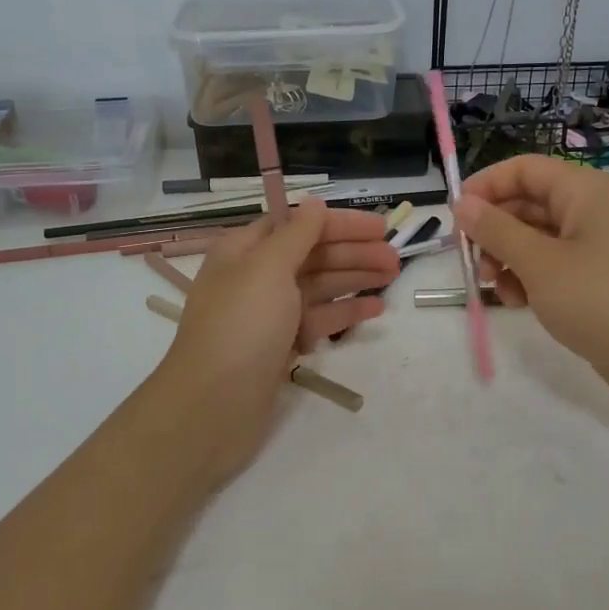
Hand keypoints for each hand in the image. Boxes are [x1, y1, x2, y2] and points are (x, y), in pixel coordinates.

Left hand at [155, 200, 398, 473]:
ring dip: (355, 278)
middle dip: (353, 252)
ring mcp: (269, 315)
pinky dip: (345, 313)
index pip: (298, 224)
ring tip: (392, 276)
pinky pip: (318, 320)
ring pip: (319, 287)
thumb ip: (297, 234)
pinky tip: (374, 310)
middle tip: (395, 258)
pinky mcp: (280, 347)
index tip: (380, 228)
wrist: (212, 406)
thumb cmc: (241, 326)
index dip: (339, 223)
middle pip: (312, 255)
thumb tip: (315, 203)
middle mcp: (255, 277)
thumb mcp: (267, 268)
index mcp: (245, 250)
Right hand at [455, 156, 608, 416]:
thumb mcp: (539, 264)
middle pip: (528, 204)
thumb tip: (462, 204)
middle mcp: (592, 209)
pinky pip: (553, 265)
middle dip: (495, 231)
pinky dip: (530, 278)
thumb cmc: (600, 300)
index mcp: (584, 191)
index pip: (524, 170)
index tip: (455, 216)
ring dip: (508, 259)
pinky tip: (519, 304)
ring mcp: (597, 245)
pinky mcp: (599, 277)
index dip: (486, 186)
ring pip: (536, 238)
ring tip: (498, 289)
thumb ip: (496, 231)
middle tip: (472, 262)